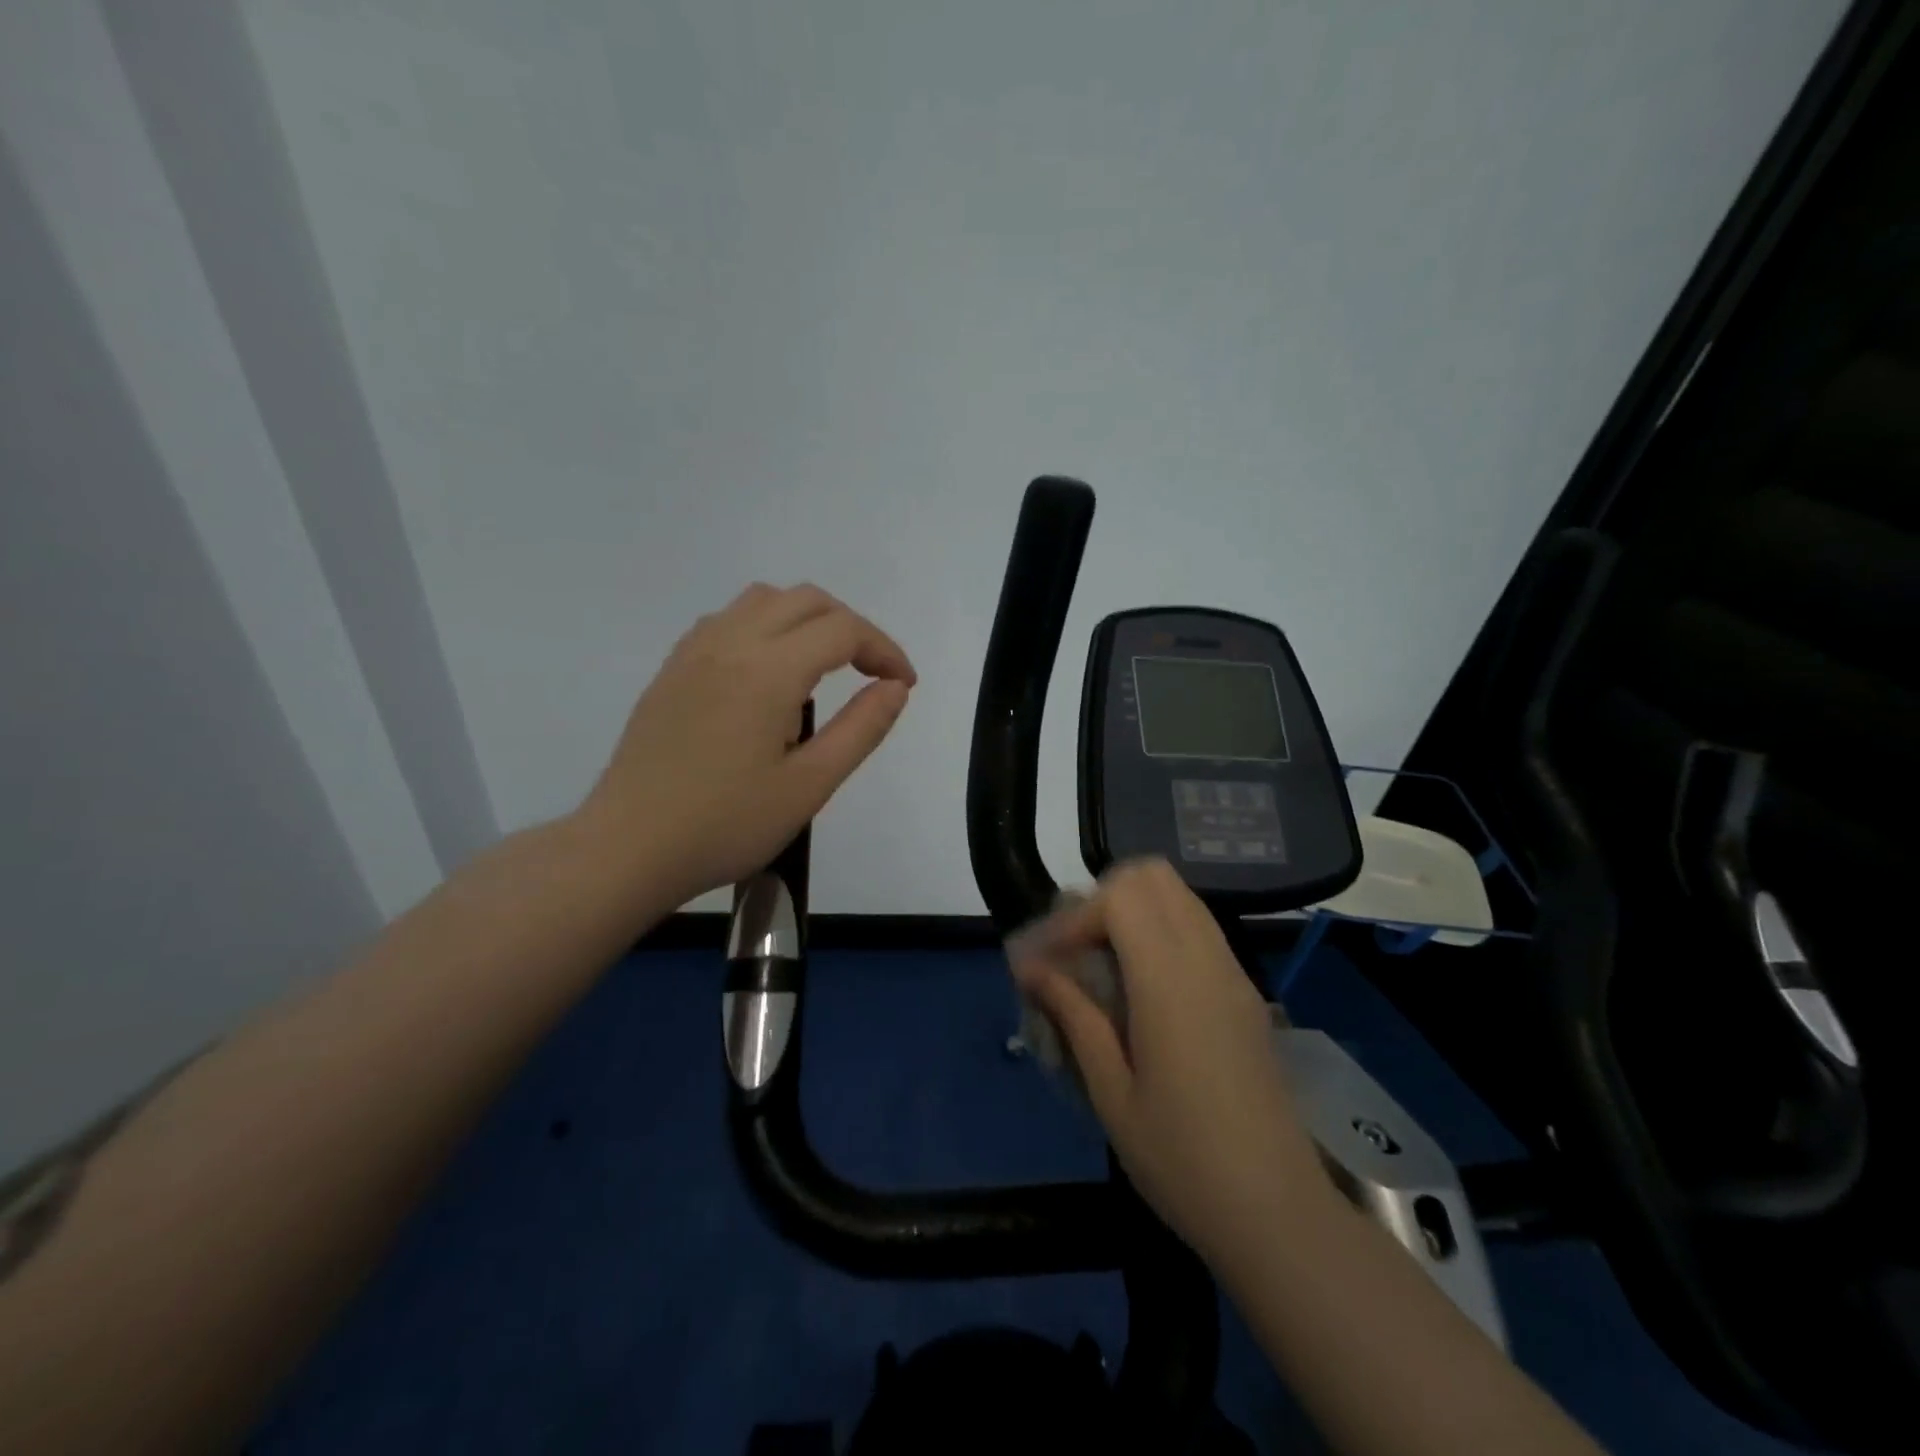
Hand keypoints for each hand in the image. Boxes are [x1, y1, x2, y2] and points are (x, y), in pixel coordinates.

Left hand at [581, 583, 914, 908]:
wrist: (627, 849)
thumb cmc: (726, 825)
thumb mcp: (810, 786)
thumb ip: (861, 730)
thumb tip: (895, 687)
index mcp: (768, 671)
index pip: (843, 630)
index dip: (884, 649)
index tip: (903, 685)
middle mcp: (730, 643)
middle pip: (806, 601)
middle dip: (851, 628)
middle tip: (872, 674)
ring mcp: (694, 652)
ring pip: (762, 600)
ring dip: (807, 619)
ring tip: (824, 668)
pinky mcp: (672, 670)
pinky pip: (727, 620)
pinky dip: (766, 627)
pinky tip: (768, 673)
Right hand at [1009, 860, 1333, 1263]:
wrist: (1279, 1214)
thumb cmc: (1182, 1160)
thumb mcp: (1111, 1091)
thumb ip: (1073, 1014)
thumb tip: (1031, 967)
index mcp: (1170, 981)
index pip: (1120, 896)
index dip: (1075, 917)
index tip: (1047, 963)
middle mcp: (1207, 959)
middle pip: (1153, 877)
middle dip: (1103, 899)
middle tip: (1076, 951)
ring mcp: (1233, 972)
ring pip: (1179, 897)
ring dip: (1132, 912)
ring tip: (1101, 965)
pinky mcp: (1245, 992)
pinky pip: (1198, 928)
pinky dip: (1160, 932)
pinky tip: (1140, 987)